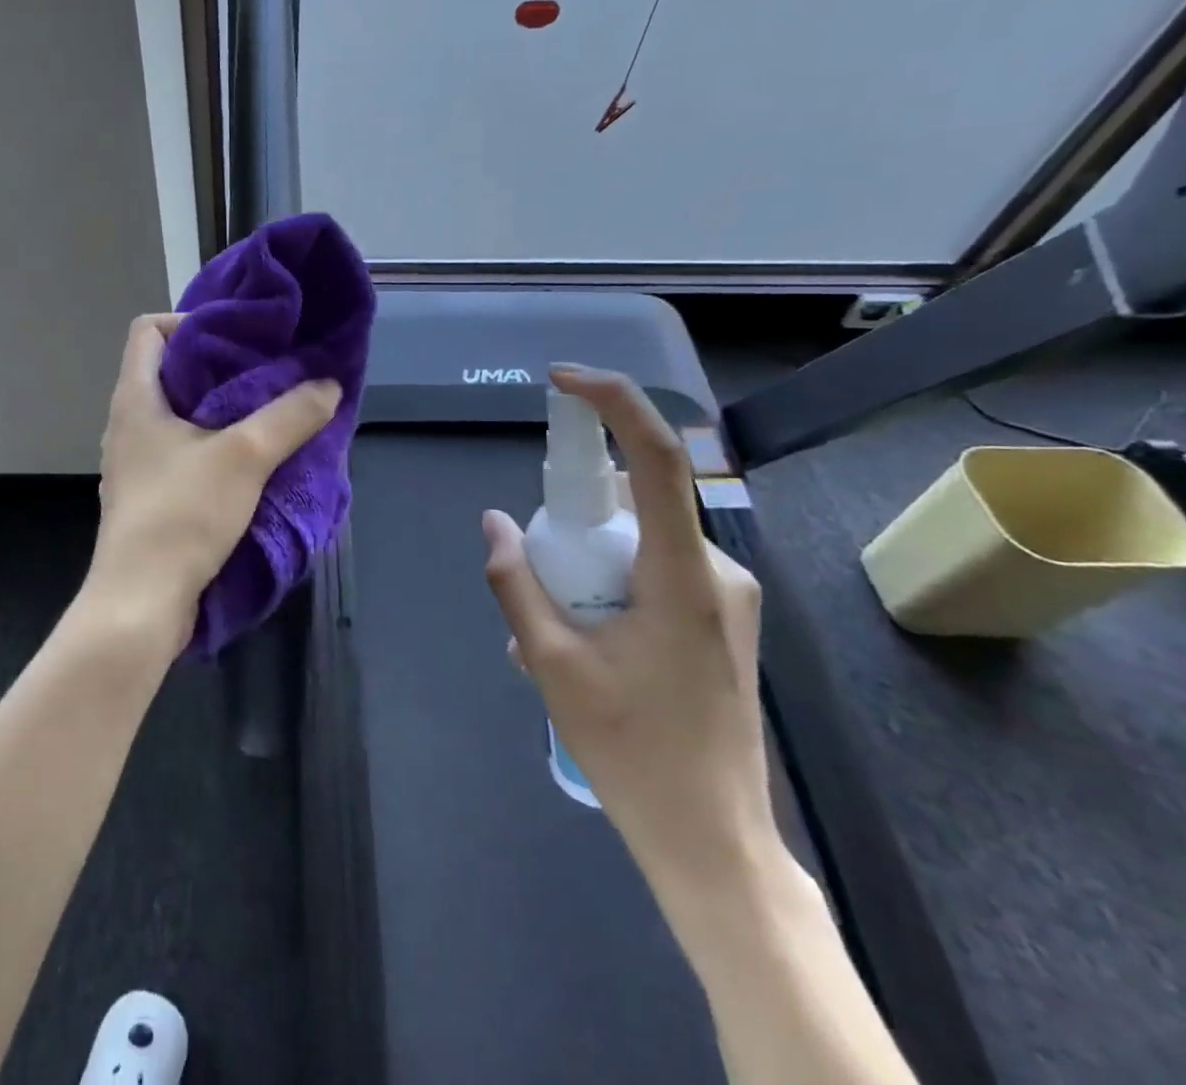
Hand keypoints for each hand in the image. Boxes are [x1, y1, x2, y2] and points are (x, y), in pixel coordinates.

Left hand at [83, 314, 340, 647]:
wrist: (140, 603)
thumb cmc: (182, 515)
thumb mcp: (245, 457)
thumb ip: (290, 416)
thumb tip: (328, 384)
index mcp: (136, 399)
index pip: (149, 330)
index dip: (190, 322)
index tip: (237, 340)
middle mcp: (128, 423)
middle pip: (169, 370)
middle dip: (220, 366)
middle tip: (269, 373)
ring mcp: (136, 462)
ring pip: (178, 414)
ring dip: (221, 409)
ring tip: (268, 413)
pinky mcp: (149, 494)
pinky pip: (182, 450)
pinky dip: (214, 445)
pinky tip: (251, 461)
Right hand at [482, 365, 775, 899]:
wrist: (713, 839)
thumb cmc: (632, 750)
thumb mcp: (550, 663)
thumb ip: (516, 582)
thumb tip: (493, 521)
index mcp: (681, 573)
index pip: (656, 457)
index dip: (612, 402)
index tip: (560, 381)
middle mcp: (715, 569)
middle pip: (637, 498)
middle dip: (576, 509)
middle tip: (535, 563)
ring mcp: (725, 594)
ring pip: (642, 534)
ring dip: (589, 551)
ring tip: (553, 620)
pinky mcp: (722, 616)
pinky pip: (655, 564)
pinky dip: (610, 574)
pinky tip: (584, 633)